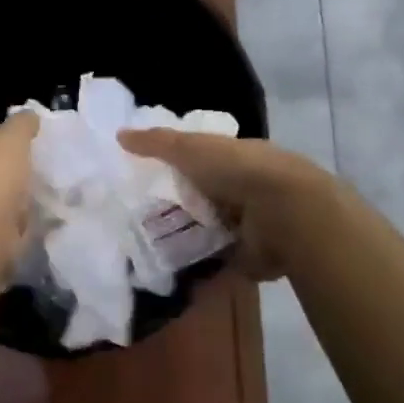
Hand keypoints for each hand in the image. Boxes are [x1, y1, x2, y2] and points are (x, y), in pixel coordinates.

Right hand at [117, 129, 330, 280]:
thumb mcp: (190, 148)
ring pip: (210, 228)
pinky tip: (172, 268)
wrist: (284, 213)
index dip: (179, 167)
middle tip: (139, 217)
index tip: (148, 179)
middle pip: (205, 196)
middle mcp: (245, 189)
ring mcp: (250, 224)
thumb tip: (119, 135)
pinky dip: (200, 264)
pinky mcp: (250, 255)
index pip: (204, 160)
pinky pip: (218, 259)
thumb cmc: (237, 171)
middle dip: (179, 205)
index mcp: (236, 158)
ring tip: (147, 245)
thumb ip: (156, 143)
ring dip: (188, 235)